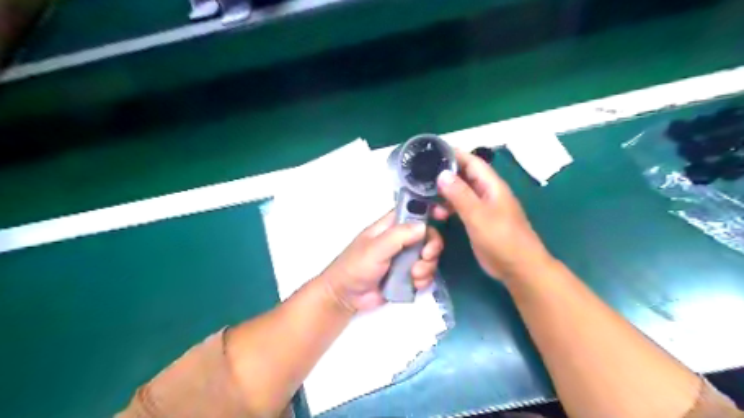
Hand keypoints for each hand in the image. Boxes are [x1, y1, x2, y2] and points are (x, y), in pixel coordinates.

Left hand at [321, 213, 440, 312]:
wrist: (346, 297)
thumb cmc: (356, 266)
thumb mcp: (376, 248)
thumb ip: (400, 236)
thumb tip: (424, 226)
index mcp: (390, 226)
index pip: (414, 212)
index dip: (429, 211)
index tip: (443, 216)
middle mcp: (401, 240)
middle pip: (428, 235)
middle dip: (431, 247)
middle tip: (425, 257)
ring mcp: (405, 258)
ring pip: (429, 256)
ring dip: (427, 266)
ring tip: (414, 275)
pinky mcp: (408, 276)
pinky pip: (426, 274)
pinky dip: (424, 279)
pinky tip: (414, 284)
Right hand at [431, 148, 550, 281]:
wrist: (518, 268)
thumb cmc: (501, 239)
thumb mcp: (478, 215)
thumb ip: (460, 194)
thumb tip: (442, 174)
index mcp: (491, 185)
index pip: (471, 161)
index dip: (453, 155)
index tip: (430, 153)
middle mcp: (486, 192)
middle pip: (464, 176)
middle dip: (444, 175)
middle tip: (421, 177)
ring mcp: (482, 207)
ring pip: (460, 192)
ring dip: (444, 194)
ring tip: (426, 200)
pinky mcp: (477, 221)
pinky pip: (460, 207)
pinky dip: (448, 207)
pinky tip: (437, 213)